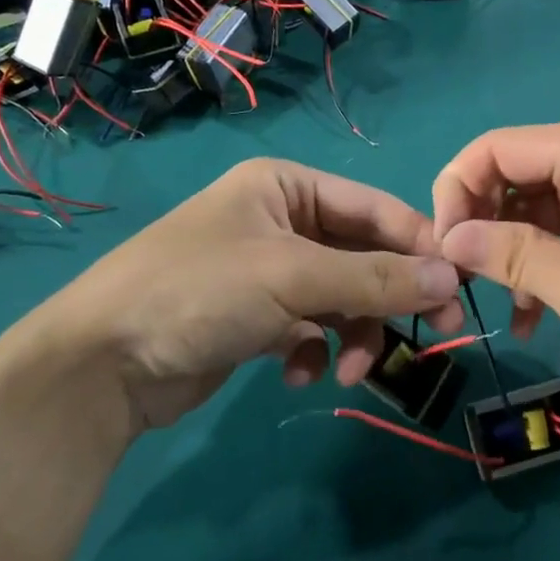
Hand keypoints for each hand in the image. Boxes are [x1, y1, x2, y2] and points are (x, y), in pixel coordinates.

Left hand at [12, 161, 464, 433]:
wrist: (99, 366)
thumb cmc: (199, 292)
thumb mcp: (292, 277)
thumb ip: (375, 278)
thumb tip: (451, 278)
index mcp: (286, 185)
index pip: (374, 208)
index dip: (419, 245)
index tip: (460, 287)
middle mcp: (280, 220)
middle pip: (361, 255)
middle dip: (388, 298)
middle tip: (436, 334)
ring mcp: (267, 271)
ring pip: (340, 297)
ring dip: (353, 332)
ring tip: (348, 369)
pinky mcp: (255, 318)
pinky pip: (310, 328)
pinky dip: (314, 350)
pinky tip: (300, 374)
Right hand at [432, 114, 559, 399]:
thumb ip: (511, 256)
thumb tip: (446, 238)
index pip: (494, 148)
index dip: (455, 192)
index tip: (443, 250)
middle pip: (512, 173)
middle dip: (482, 225)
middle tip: (466, 282)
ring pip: (534, 203)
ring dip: (512, 251)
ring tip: (504, 307)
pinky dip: (543, 259)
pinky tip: (532, 311)